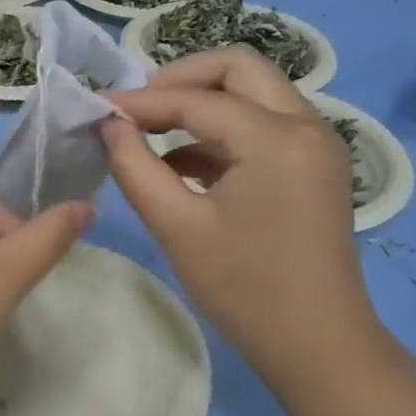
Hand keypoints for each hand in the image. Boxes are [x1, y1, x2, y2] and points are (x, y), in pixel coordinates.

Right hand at [101, 48, 382, 383]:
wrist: (318, 346)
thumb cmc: (245, 289)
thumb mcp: (177, 227)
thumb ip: (135, 167)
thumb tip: (110, 125)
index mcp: (277, 138)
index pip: (197, 100)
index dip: (141, 101)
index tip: (97, 108)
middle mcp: (306, 126)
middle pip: (239, 69)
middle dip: (181, 79)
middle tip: (138, 107)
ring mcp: (316, 145)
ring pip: (254, 94)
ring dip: (203, 103)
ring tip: (151, 131)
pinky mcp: (314, 167)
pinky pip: (264, 126)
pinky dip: (222, 132)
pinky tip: (182, 164)